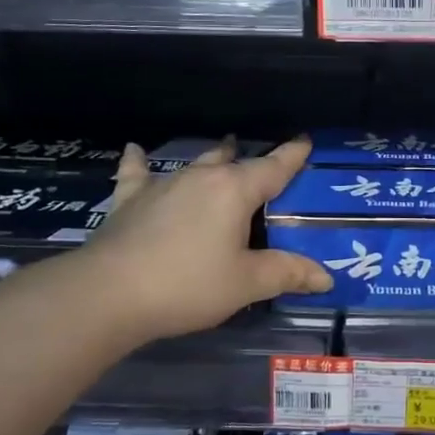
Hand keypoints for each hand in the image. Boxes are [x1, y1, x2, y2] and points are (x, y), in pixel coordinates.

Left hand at [77, 137, 331, 342]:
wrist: (108, 294)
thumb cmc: (188, 285)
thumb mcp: (246, 284)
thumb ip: (287, 274)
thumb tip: (326, 277)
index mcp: (234, 191)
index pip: (273, 168)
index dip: (292, 155)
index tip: (304, 141)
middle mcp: (200, 178)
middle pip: (232, 161)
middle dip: (249, 159)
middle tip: (262, 164)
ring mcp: (162, 185)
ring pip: (194, 164)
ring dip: (211, 159)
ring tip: (222, 150)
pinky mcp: (129, 200)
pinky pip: (136, 173)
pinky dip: (139, 163)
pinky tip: (135, 151)